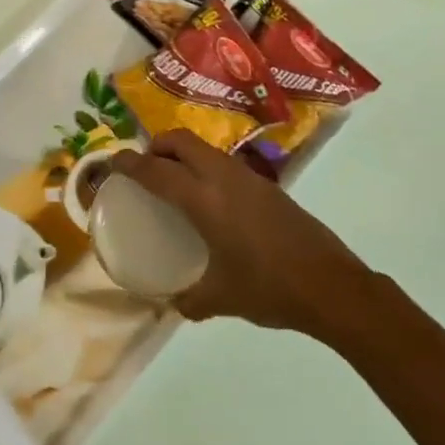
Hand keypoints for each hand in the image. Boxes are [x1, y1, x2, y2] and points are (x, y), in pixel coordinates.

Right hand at [108, 130, 373, 335]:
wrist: (332, 286)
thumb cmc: (269, 289)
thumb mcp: (222, 298)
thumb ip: (190, 300)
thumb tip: (172, 303)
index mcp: (205, 200)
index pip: (156, 170)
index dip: (129, 164)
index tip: (111, 163)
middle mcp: (224, 178)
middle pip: (181, 141)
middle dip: (156, 146)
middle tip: (144, 168)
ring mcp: (249, 178)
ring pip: (205, 149)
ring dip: (183, 154)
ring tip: (173, 181)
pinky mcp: (268, 186)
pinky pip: (224, 164)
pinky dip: (205, 168)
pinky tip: (210, 201)